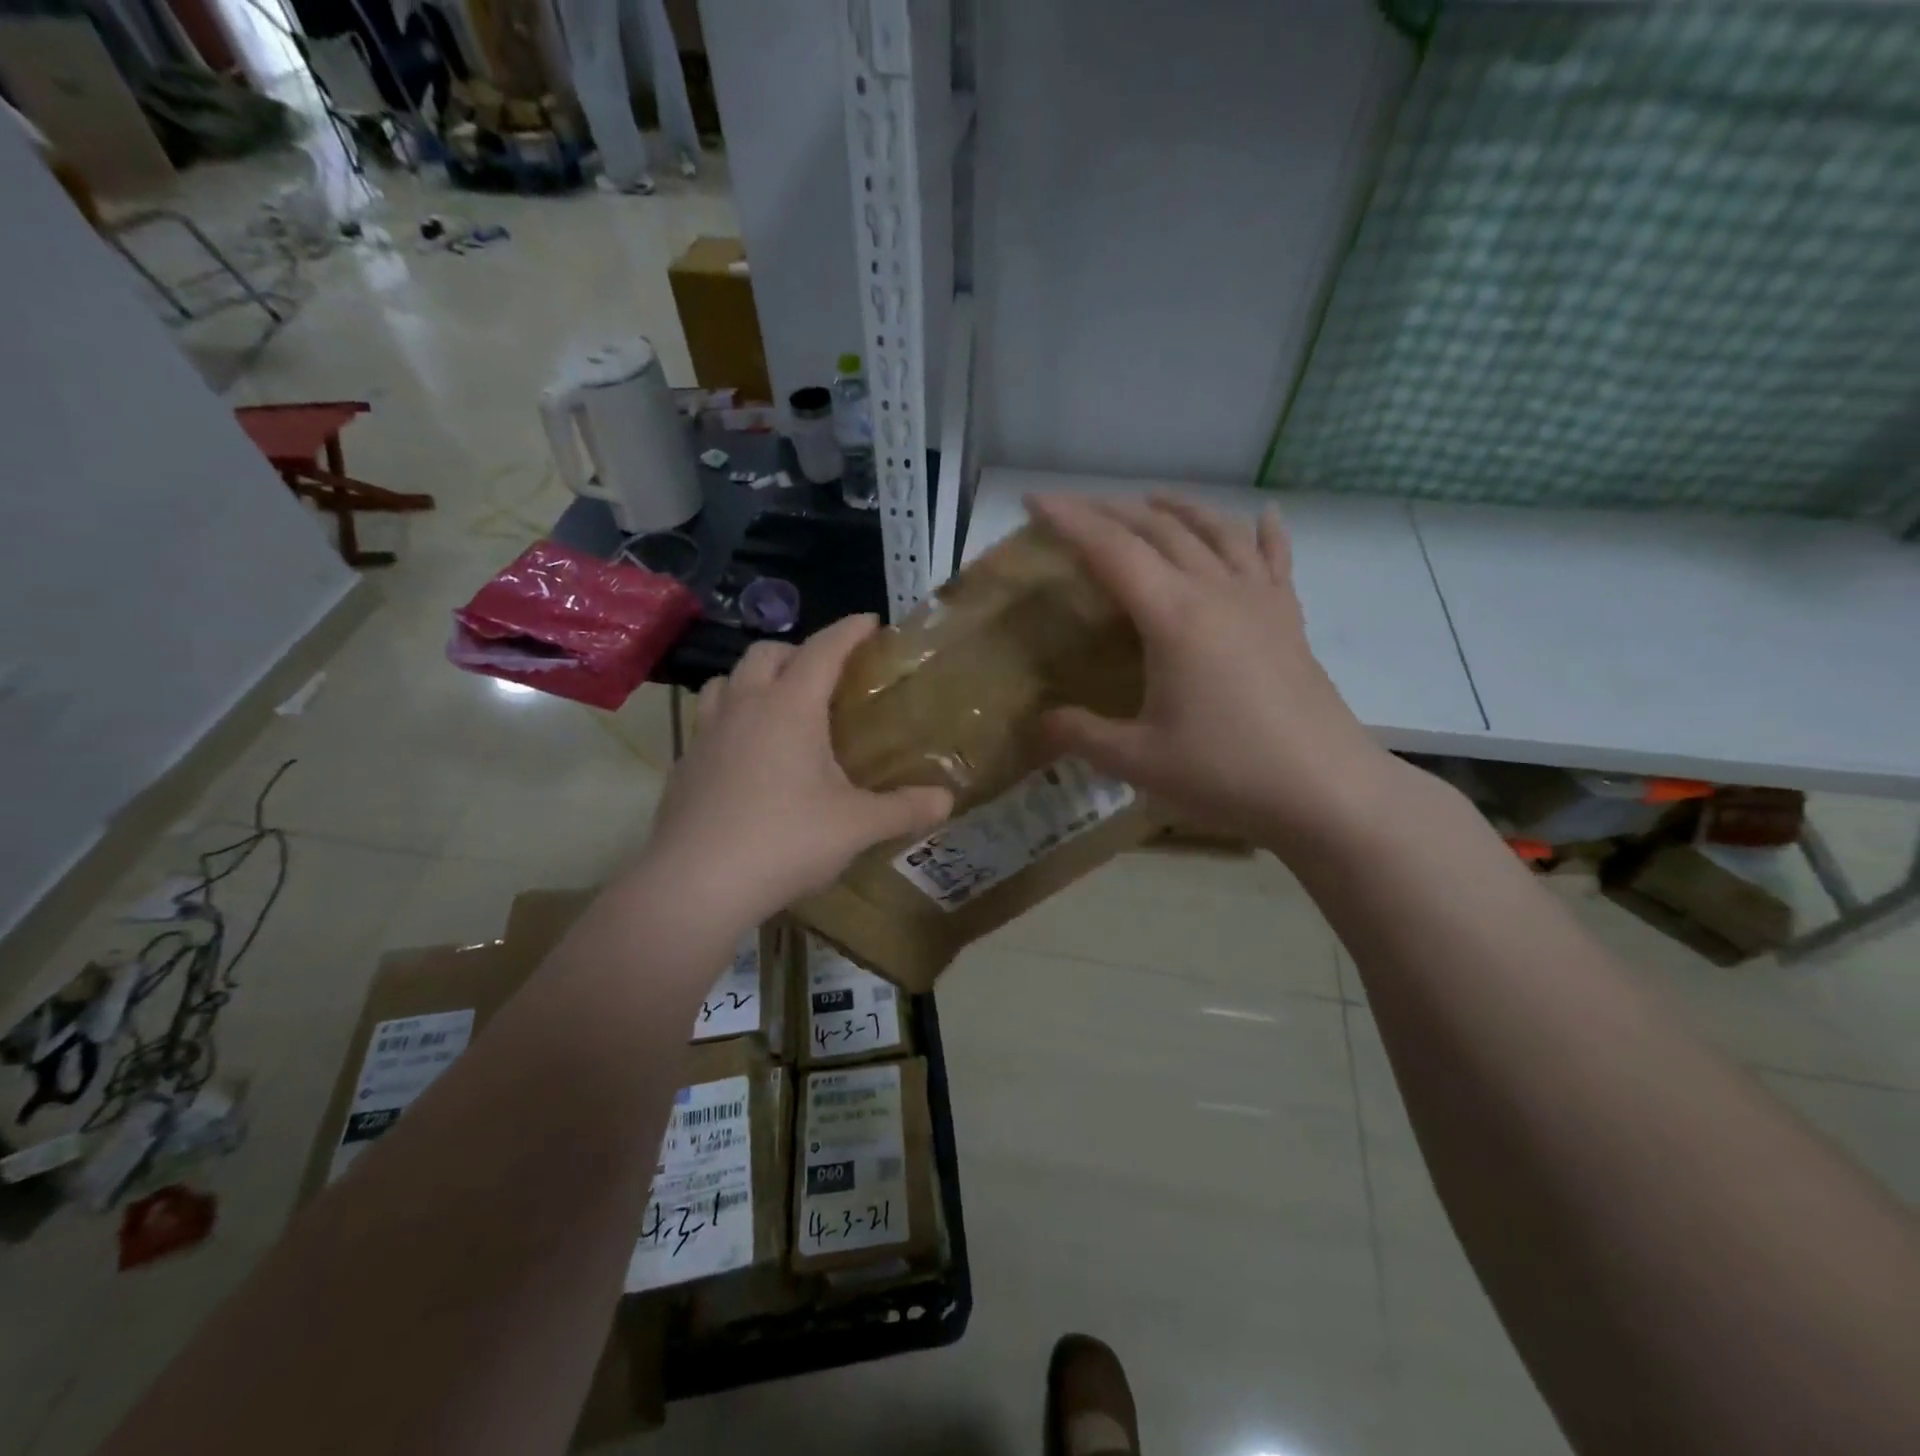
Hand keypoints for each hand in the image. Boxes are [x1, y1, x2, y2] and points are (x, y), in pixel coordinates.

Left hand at [642, 615, 952, 926]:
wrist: (696, 884)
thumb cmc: (785, 841)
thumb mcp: (856, 826)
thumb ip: (904, 809)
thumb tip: (947, 800)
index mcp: (790, 707)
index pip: (823, 650)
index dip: (849, 631)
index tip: (870, 621)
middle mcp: (744, 707)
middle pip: (766, 653)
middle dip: (798, 651)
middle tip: (825, 675)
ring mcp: (707, 735)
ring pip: (727, 681)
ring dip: (754, 679)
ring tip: (779, 706)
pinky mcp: (685, 765)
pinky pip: (709, 722)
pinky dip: (731, 719)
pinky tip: (746, 756)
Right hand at [1030, 493, 1400, 854]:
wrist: (1324, 790)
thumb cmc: (1226, 771)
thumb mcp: (1137, 761)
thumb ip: (1081, 735)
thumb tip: (1040, 723)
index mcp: (1173, 616)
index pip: (1111, 550)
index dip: (1069, 520)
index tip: (1033, 499)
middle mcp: (1216, 591)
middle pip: (1159, 529)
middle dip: (1112, 510)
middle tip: (1077, 508)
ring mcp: (1259, 600)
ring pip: (1216, 531)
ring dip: (1178, 509)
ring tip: (1152, 500)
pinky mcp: (1288, 619)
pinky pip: (1275, 559)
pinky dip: (1265, 532)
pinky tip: (1266, 515)